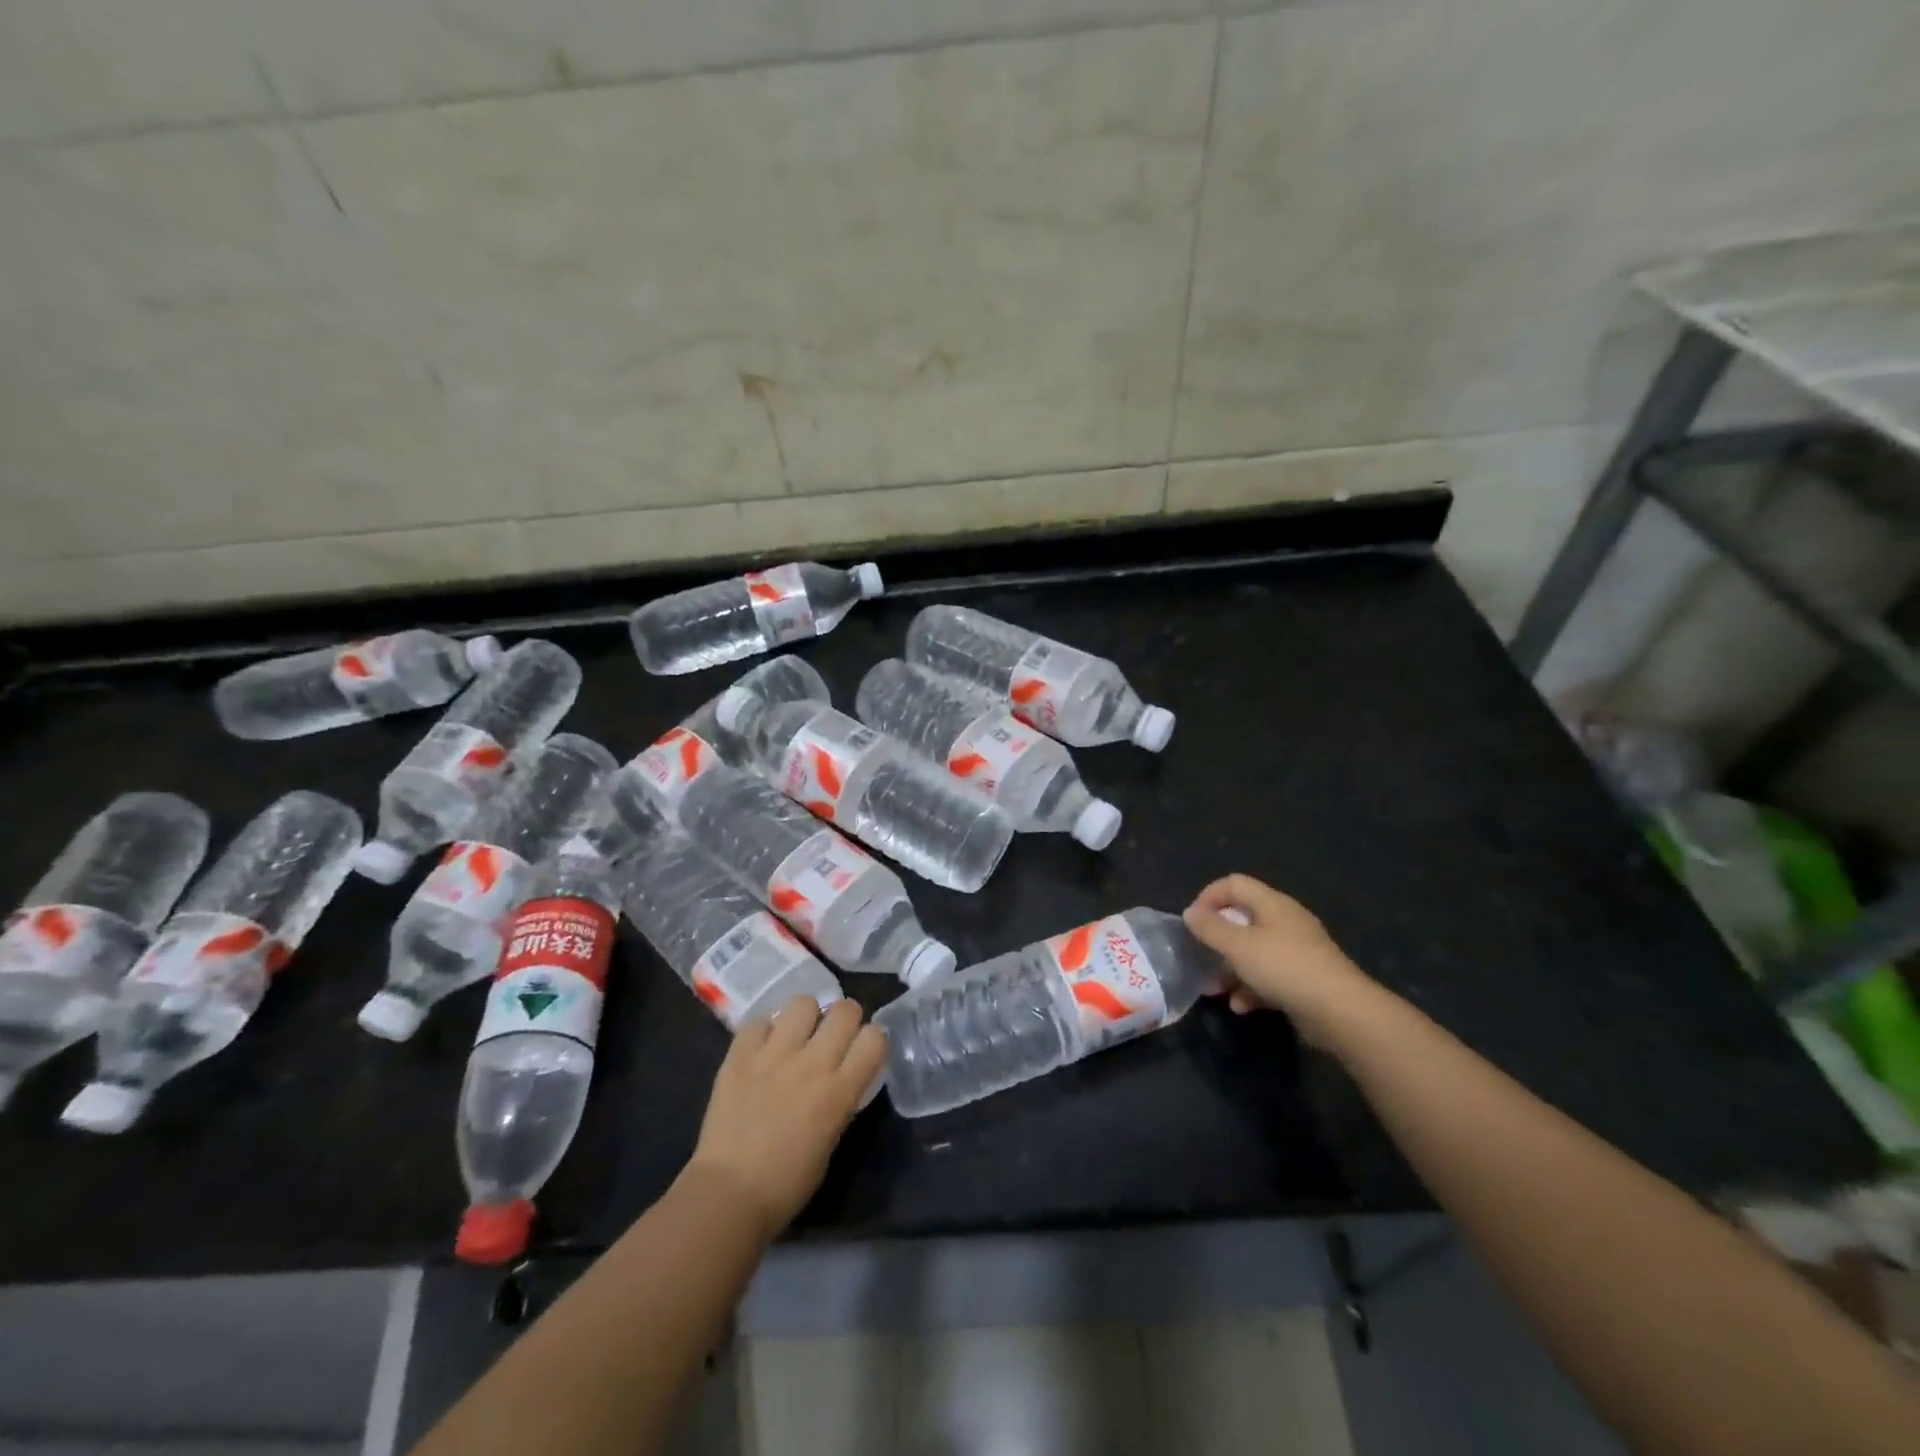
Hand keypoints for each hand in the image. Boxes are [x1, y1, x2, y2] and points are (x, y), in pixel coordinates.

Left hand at [688, 997, 885, 1239]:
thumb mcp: (830, 1140)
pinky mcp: (740, 1054)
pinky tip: (762, 1048)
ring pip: (802, 1003)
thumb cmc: (786, 1184)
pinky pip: (759, 1020)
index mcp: (839, 1091)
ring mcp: (774, 1054)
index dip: (871, 1039)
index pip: (874, 1038)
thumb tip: (841, 1078)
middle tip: (831, 1036)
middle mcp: (812, 1063)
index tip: (861, 1050)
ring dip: (805, 1017)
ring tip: (795, 1036)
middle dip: (843, 1018)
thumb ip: (840, 1100)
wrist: (728, 1194)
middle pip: (844, 1010)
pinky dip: (764, 1030)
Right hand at [1183, 874, 1382, 1046]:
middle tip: (1200, 956)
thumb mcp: (1238, 946)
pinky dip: (1251, 988)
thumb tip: (1190, 913)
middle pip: (1243, 919)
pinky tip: (1241, 1006)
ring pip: (1254, 951)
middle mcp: (1286, 921)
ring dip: (1230, 968)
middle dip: (1217, 939)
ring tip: (1214, 989)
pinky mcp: (1304, 979)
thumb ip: (1210, 928)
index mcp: (1272, 904)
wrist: (1341, 1012)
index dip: (1209, 896)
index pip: (1234, 883)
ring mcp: (1297, 951)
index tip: (1192, 921)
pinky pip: (1269, 976)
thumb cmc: (1284, 968)